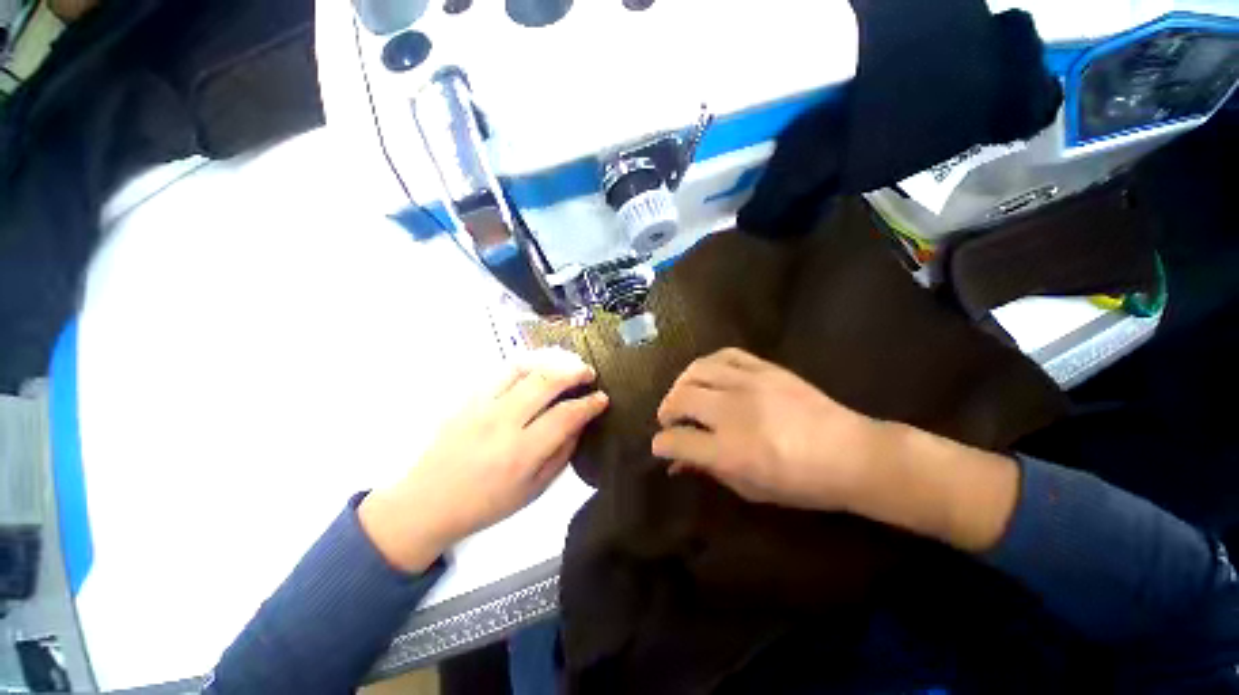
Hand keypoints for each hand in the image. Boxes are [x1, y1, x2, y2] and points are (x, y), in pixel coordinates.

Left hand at [360, 350, 608, 571]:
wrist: (427, 503)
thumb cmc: (486, 504)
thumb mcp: (533, 490)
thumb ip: (561, 454)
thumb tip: (580, 424)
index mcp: (521, 453)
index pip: (566, 416)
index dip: (589, 404)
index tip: (602, 398)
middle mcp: (502, 422)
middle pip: (546, 382)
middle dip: (574, 372)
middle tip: (588, 373)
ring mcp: (482, 406)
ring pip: (524, 369)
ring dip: (551, 363)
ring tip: (566, 366)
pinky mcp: (467, 399)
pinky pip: (501, 372)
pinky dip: (526, 365)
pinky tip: (537, 370)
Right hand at [653, 348, 1019, 551]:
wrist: (852, 454)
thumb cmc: (802, 483)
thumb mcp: (751, 488)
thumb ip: (709, 470)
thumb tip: (678, 462)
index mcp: (729, 451)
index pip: (677, 440)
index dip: (661, 444)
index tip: (660, 446)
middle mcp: (732, 413)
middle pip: (680, 399)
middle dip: (666, 411)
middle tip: (669, 420)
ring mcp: (749, 385)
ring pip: (696, 371)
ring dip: (681, 384)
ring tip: (683, 395)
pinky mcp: (765, 368)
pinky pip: (725, 355)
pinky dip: (707, 364)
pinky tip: (708, 375)